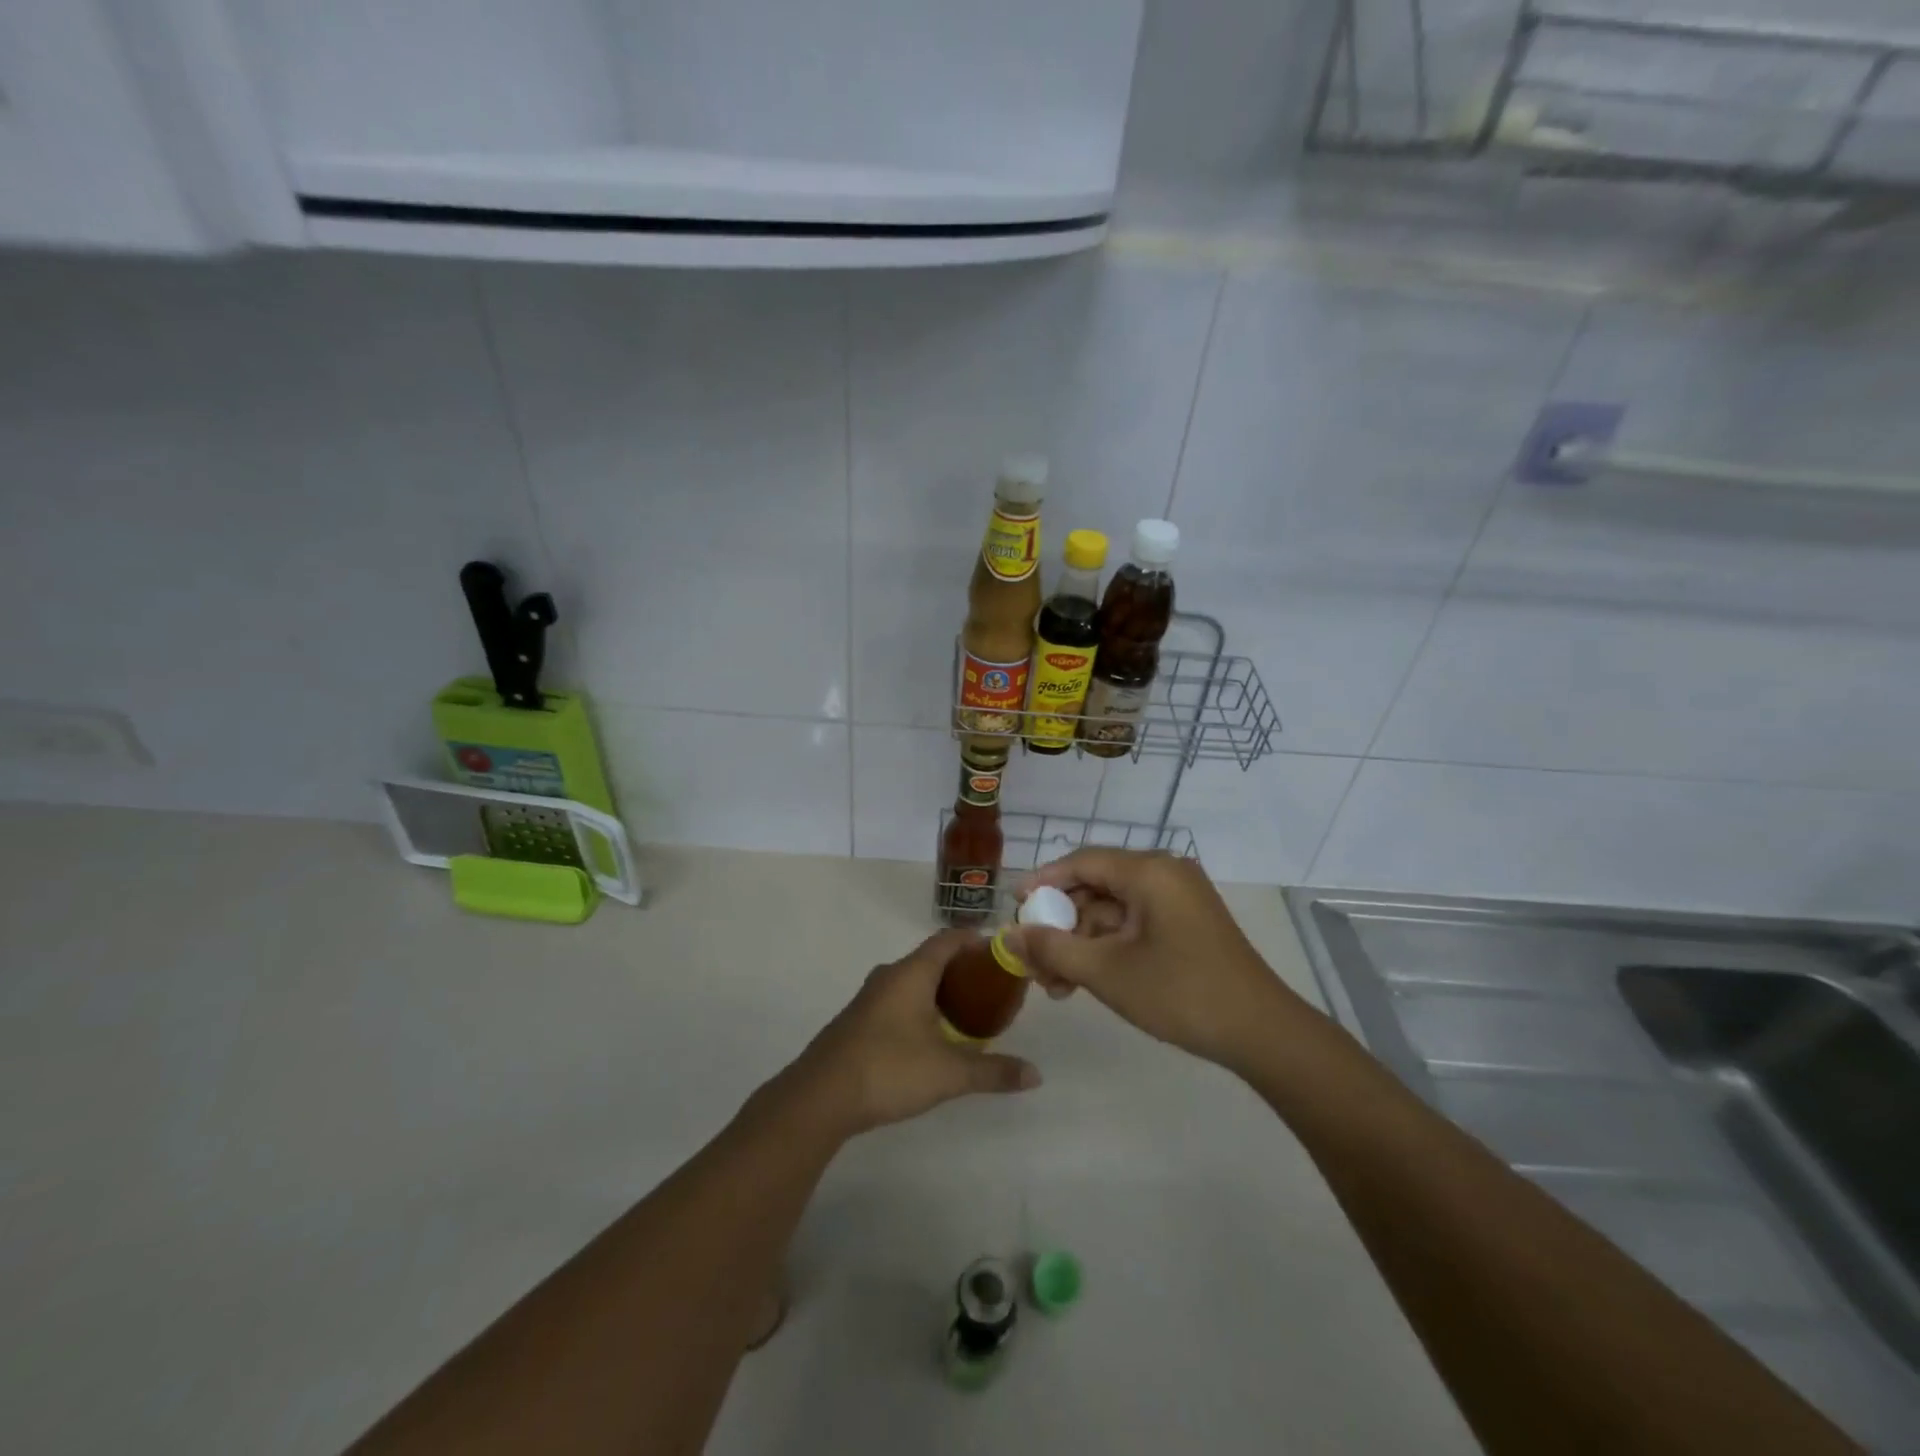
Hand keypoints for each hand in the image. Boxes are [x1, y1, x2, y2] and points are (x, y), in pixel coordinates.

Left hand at [784, 929, 1041, 1135]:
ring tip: (968, 1012)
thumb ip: (993, 1071)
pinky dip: (919, 1006)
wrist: (820, 1097)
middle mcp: (889, 976)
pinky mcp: (857, 1021)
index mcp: (912, 973)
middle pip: (931, 958)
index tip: (1002, 950)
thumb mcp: (949, 1072)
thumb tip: (1035, 1075)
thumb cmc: (889, 1069)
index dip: (975, 940)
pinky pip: (897, 1000)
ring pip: (912, 981)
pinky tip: (930, 1036)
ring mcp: (869, 998)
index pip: (948, 939)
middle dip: (962, 968)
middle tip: (992, 987)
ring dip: (939, 989)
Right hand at [1003, 849, 1305, 1071]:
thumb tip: (1008, 933)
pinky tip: (1086, 980)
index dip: (1043, 882)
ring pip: (1113, 910)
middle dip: (1061, 924)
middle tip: (1034, 960)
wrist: (1261, 1033)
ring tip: (1057, 985)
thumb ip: (1052, 948)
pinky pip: (1134, 924)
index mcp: (1149, 872)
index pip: (1081, 862)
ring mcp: (1179, 899)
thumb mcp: (1106, 972)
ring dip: (1082, 942)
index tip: (1014, 908)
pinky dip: (1108, 947)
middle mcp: (1165, 874)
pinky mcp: (1187, 923)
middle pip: (1095, 887)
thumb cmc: (1180, 993)